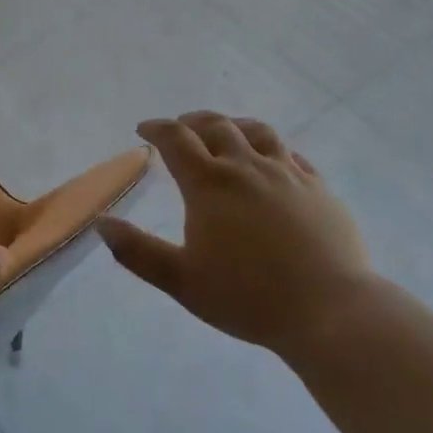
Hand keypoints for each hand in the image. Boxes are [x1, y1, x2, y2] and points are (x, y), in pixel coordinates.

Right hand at [97, 112, 370, 350]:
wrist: (330, 311)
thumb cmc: (248, 297)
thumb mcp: (181, 280)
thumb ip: (137, 251)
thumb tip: (102, 223)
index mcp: (210, 185)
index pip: (176, 139)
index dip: (157, 129)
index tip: (144, 129)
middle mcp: (247, 167)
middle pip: (216, 126)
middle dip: (192, 122)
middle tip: (180, 128)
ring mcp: (287, 174)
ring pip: (257, 132)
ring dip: (232, 125)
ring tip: (224, 132)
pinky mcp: (318, 188)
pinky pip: (291, 153)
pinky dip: (270, 147)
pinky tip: (270, 160)